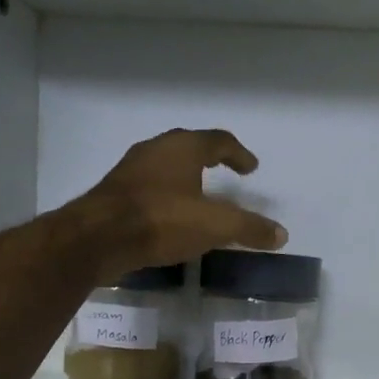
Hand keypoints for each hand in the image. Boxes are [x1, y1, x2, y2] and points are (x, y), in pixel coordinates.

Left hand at [72, 128, 285, 279]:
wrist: (98, 238)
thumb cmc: (161, 221)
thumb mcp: (214, 226)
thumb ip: (248, 228)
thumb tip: (281, 235)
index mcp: (183, 147)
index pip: (219, 141)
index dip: (238, 154)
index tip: (251, 168)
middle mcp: (155, 149)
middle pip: (189, 147)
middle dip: (209, 159)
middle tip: (224, 172)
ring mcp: (131, 170)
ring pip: (165, 167)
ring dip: (184, 178)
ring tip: (198, 197)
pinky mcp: (114, 194)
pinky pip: (148, 189)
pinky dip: (165, 197)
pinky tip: (168, 217)